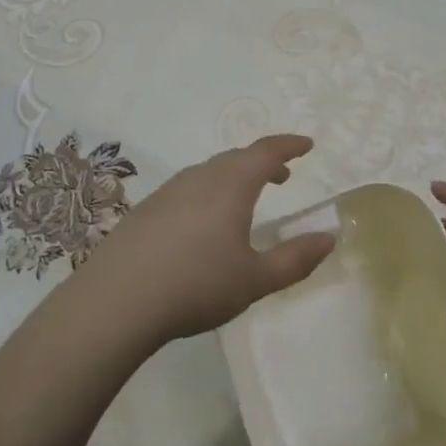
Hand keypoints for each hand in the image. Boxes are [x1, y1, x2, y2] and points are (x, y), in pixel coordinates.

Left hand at [85, 135, 333, 344]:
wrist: (116, 300)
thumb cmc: (195, 285)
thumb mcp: (255, 280)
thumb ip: (295, 259)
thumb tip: (329, 238)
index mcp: (230, 185)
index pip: (266, 151)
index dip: (289, 145)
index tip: (308, 146)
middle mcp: (200, 177)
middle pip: (237, 158)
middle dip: (263, 162)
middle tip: (282, 176)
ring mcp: (169, 190)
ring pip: (210, 172)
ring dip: (234, 176)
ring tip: (246, 199)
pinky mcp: (146, 209)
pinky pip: (188, 188)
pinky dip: (209, 192)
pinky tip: (203, 224)